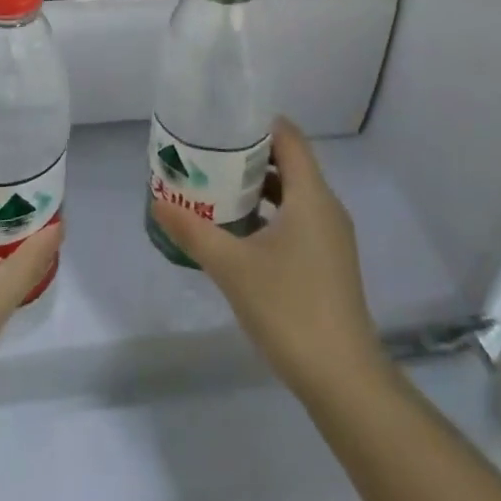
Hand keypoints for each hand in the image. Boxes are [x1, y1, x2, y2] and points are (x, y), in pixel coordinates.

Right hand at [152, 119, 385, 399]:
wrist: (342, 378)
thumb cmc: (289, 308)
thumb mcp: (232, 267)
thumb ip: (194, 231)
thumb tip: (158, 201)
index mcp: (311, 195)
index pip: (289, 137)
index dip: (257, 123)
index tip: (221, 122)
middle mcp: (326, 207)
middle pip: (289, 162)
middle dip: (249, 155)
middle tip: (208, 154)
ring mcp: (330, 237)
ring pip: (293, 194)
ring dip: (258, 187)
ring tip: (217, 187)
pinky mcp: (328, 262)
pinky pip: (297, 219)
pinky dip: (270, 214)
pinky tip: (239, 233)